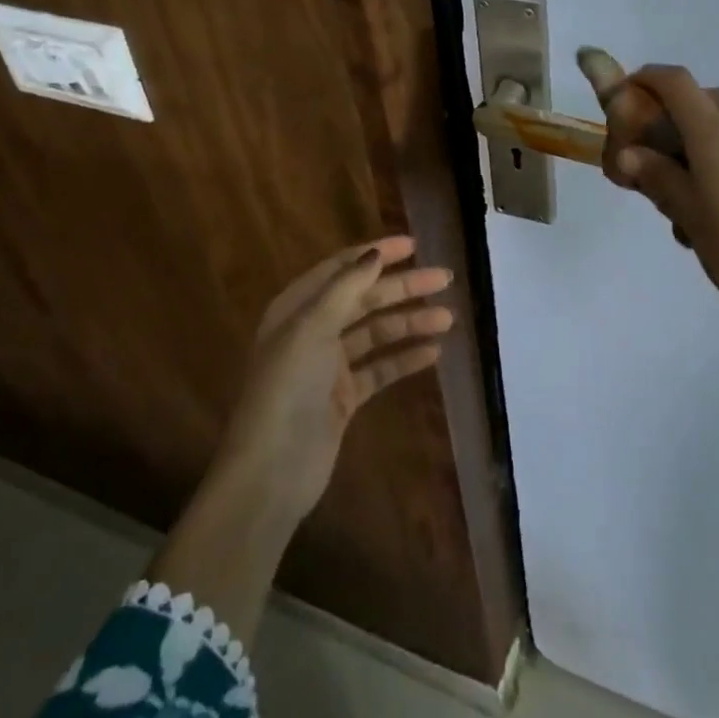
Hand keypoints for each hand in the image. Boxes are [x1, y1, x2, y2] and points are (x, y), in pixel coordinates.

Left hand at [216, 236, 454, 522]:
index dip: (377, 254)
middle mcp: (312, 331)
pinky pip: (380, 368)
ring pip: (376, 333)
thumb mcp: (312, 328)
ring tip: (447, 318)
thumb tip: (376, 254)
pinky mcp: (344, 398)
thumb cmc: (287, 389)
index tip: (414, 244)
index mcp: (296, 309)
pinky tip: (433, 353)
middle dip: (403, 287)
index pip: (341, 269)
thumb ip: (346, 288)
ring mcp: (328, 366)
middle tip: (445, 278)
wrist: (271, 473)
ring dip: (410, 322)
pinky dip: (404, 358)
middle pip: (365, 298)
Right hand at [610, 66, 718, 347]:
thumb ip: (658, 177)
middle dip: (686, 111)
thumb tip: (628, 154)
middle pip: (712, 98)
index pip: (677, 83)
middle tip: (670, 151)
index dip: (650, 78)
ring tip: (711, 185)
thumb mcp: (689, 218)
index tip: (633, 92)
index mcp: (718, 136)